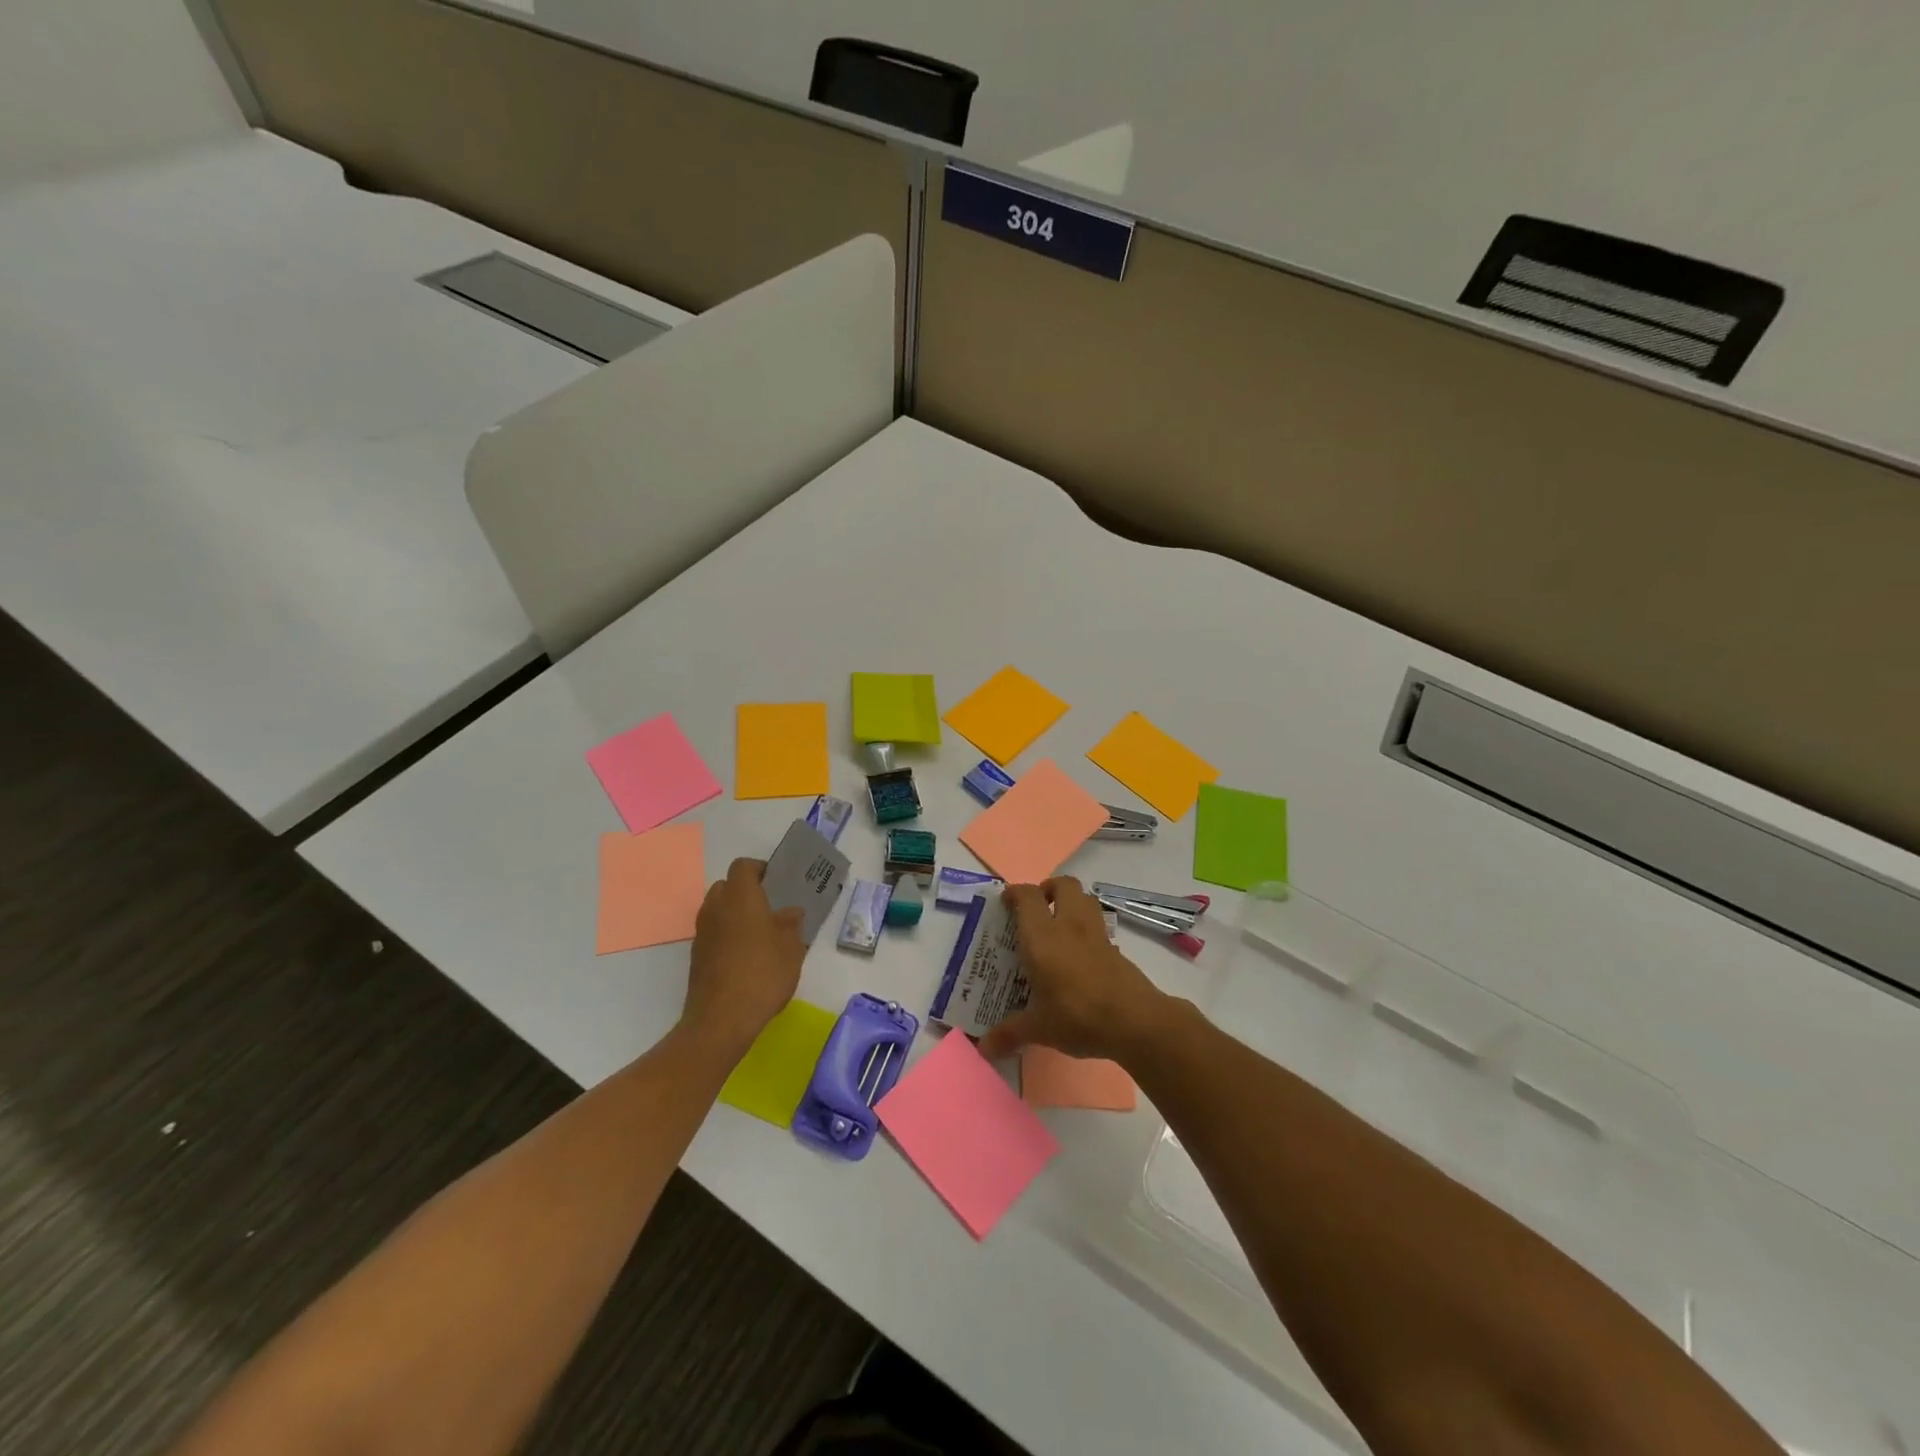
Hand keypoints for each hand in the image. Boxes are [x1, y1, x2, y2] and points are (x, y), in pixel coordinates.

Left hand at [682, 858, 805, 1057]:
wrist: (721, 1019)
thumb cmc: (763, 973)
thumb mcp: (792, 947)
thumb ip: (791, 923)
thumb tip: (790, 912)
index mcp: (740, 896)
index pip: (743, 866)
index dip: (760, 869)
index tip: (776, 882)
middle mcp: (715, 907)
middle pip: (726, 886)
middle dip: (746, 892)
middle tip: (769, 908)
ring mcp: (702, 933)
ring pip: (718, 910)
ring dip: (735, 915)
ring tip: (760, 935)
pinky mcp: (696, 956)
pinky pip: (713, 933)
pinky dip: (727, 936)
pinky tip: (746, 958)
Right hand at [978, 877, 1167, 1063]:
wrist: (1134, 1021)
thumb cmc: (1078, 1016)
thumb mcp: (1039, 1028)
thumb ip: (1009, 1034)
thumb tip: (984, 1049)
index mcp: (1043, 937)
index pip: (1027, 896)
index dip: (1015, 892)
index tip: (1006, 902)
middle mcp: (1069, 926)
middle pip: (1064, 884)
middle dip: (1049, 888)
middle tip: (1038, 906)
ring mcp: (1097, 934)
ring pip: (1086, 898)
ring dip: (1072, 901)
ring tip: (1060, 922)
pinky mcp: (1116, 948)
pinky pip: (1099, 925)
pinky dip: (1088, 928)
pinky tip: (1081, 953)